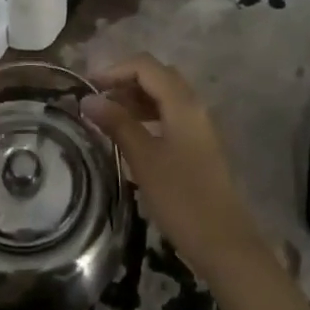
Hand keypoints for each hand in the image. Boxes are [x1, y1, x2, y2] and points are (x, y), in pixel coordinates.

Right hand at [82, 53, 260, 281]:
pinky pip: (169, 115)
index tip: (86, 87)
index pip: (145, 66)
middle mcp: (194, 106)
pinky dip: (146, 115)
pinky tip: (129, 135)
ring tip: (106, 116)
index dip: (114, 70)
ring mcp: (198, 125)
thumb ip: (117, 124)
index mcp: (182, 103)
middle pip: (156, 75)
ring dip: (134, 98)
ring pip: (163, 95)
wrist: (224, 242)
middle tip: (95, 99)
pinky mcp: (198, 144)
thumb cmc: (181, 198)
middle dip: (124, 81)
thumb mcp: (143, 159)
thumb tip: (88, 99)